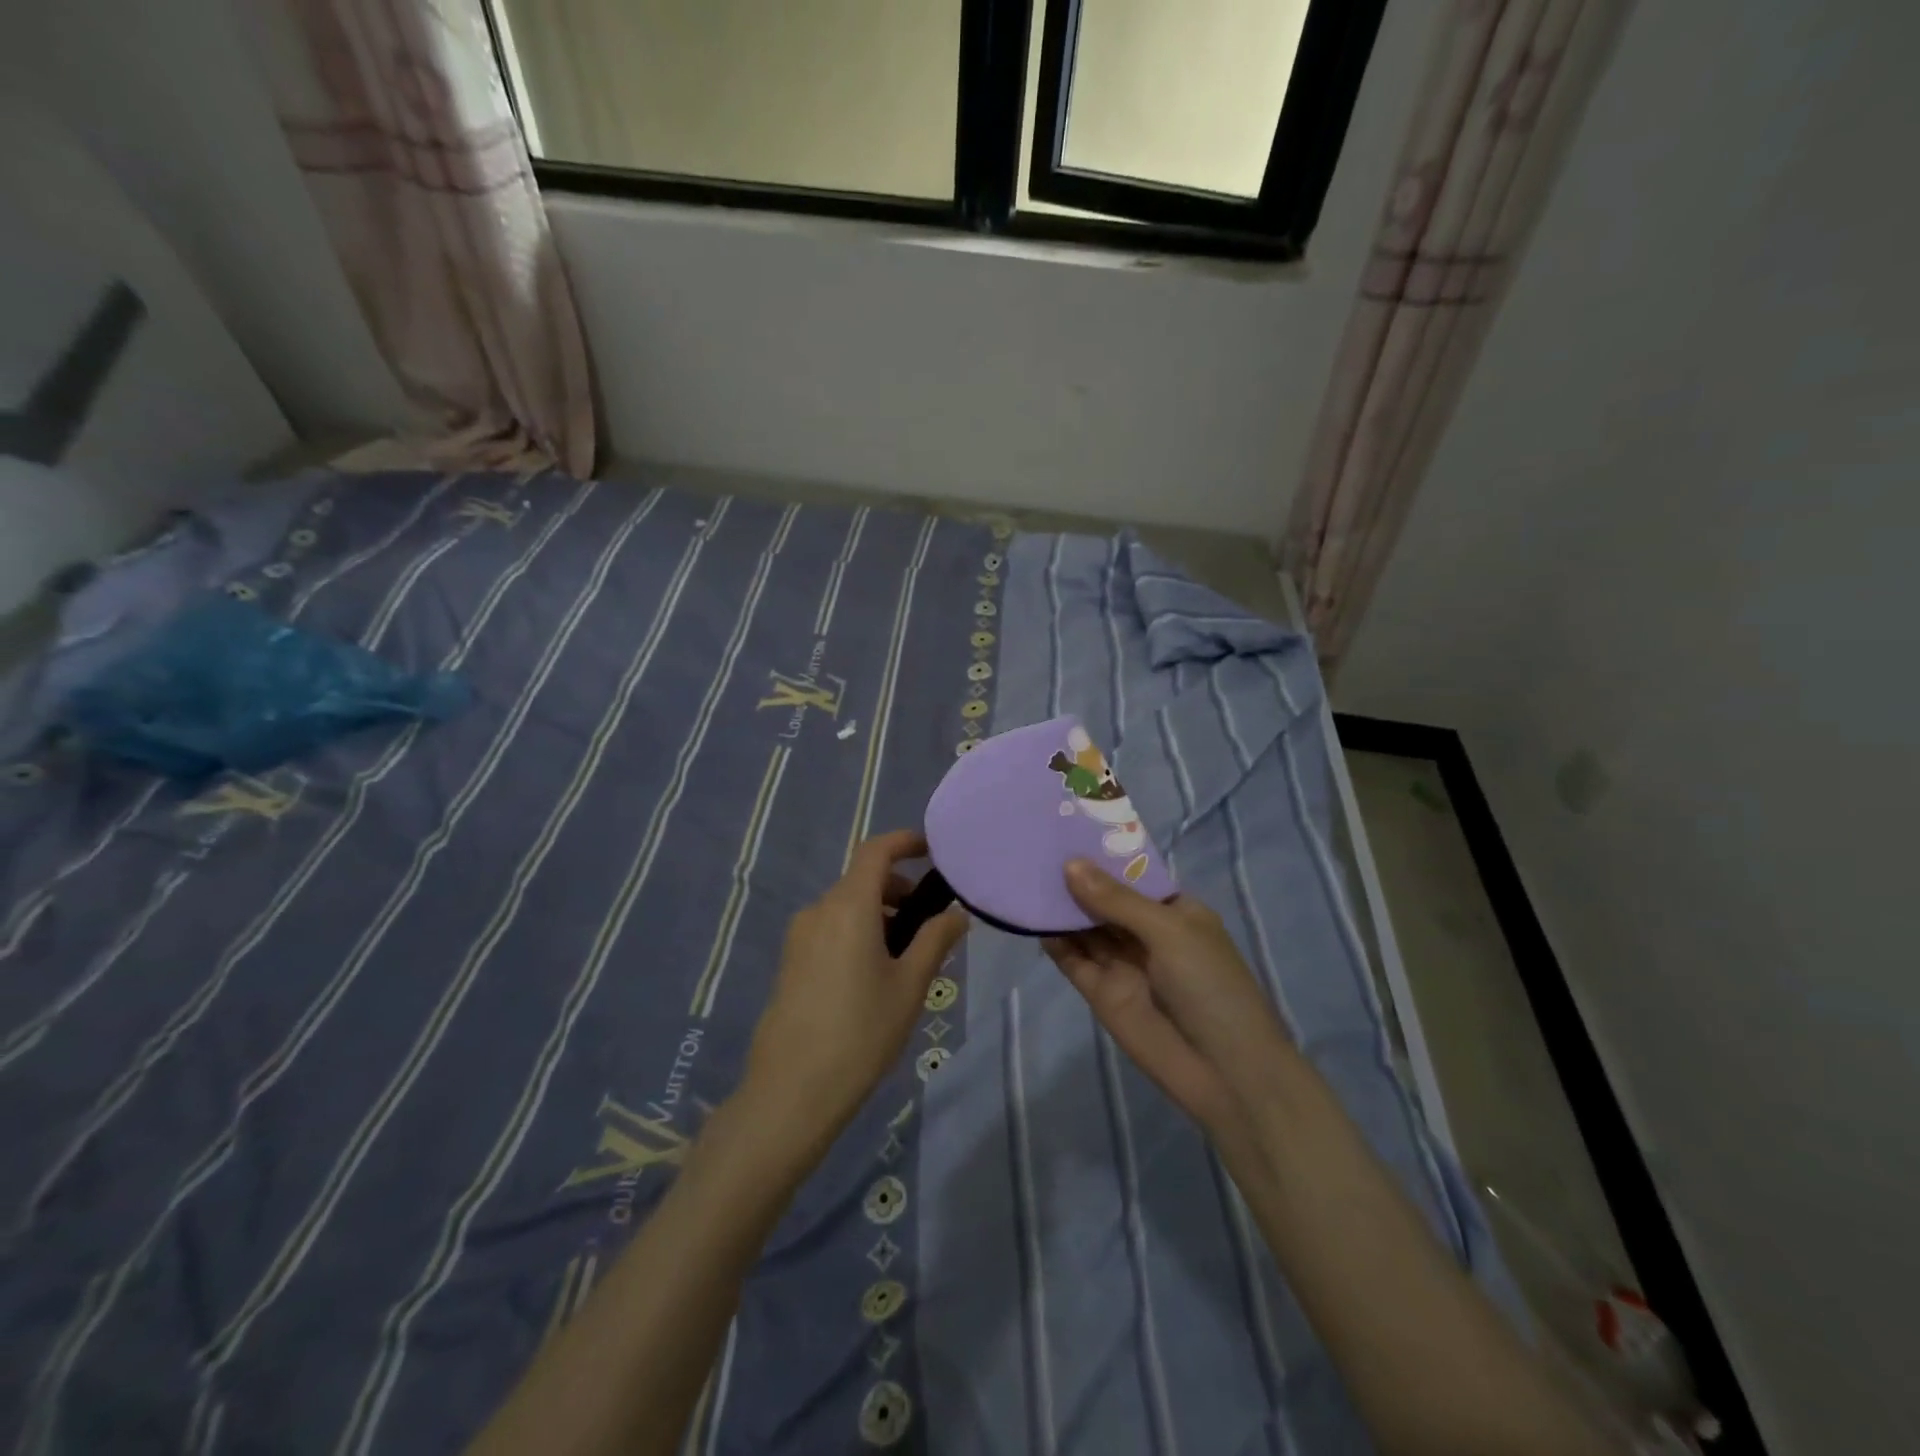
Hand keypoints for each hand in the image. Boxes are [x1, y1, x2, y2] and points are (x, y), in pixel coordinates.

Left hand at [738, 831, 968, 1159]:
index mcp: (849, 906)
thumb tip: (956, 913)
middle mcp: (819, 910)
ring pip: (846, 907)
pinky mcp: (790, 962)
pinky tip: (874, 977)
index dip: (905, 842)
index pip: (876, 851)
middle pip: (862, 879)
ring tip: (906, 959)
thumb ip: (936, 940)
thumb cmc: (862, 1031)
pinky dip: (858, 933)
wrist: (791, 1091)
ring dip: (879, 915)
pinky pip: (830, 929)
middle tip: (929, 924)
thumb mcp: (910, 985)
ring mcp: (799, 936)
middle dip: (898, 889)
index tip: (932, 851)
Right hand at [1043, 859, 1290, 1134]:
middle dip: (1075, 878)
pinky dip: (1053, 942)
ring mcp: (1122, 963)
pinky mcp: (1101, 992)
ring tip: (1023, 875)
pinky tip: (1030, 918)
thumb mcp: (1169, 931)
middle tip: (1033, 846)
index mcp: (1174, 911)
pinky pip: (1073, 960)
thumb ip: (1116, 900)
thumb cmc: (1210, 986)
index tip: (1065, 828)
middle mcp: (1146, 933)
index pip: (1131, 875)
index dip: (1102, 855)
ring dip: (1059, 906)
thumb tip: (1069, 864)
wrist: (1224, 1072)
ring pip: (1084, 927)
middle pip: (1103, 900)